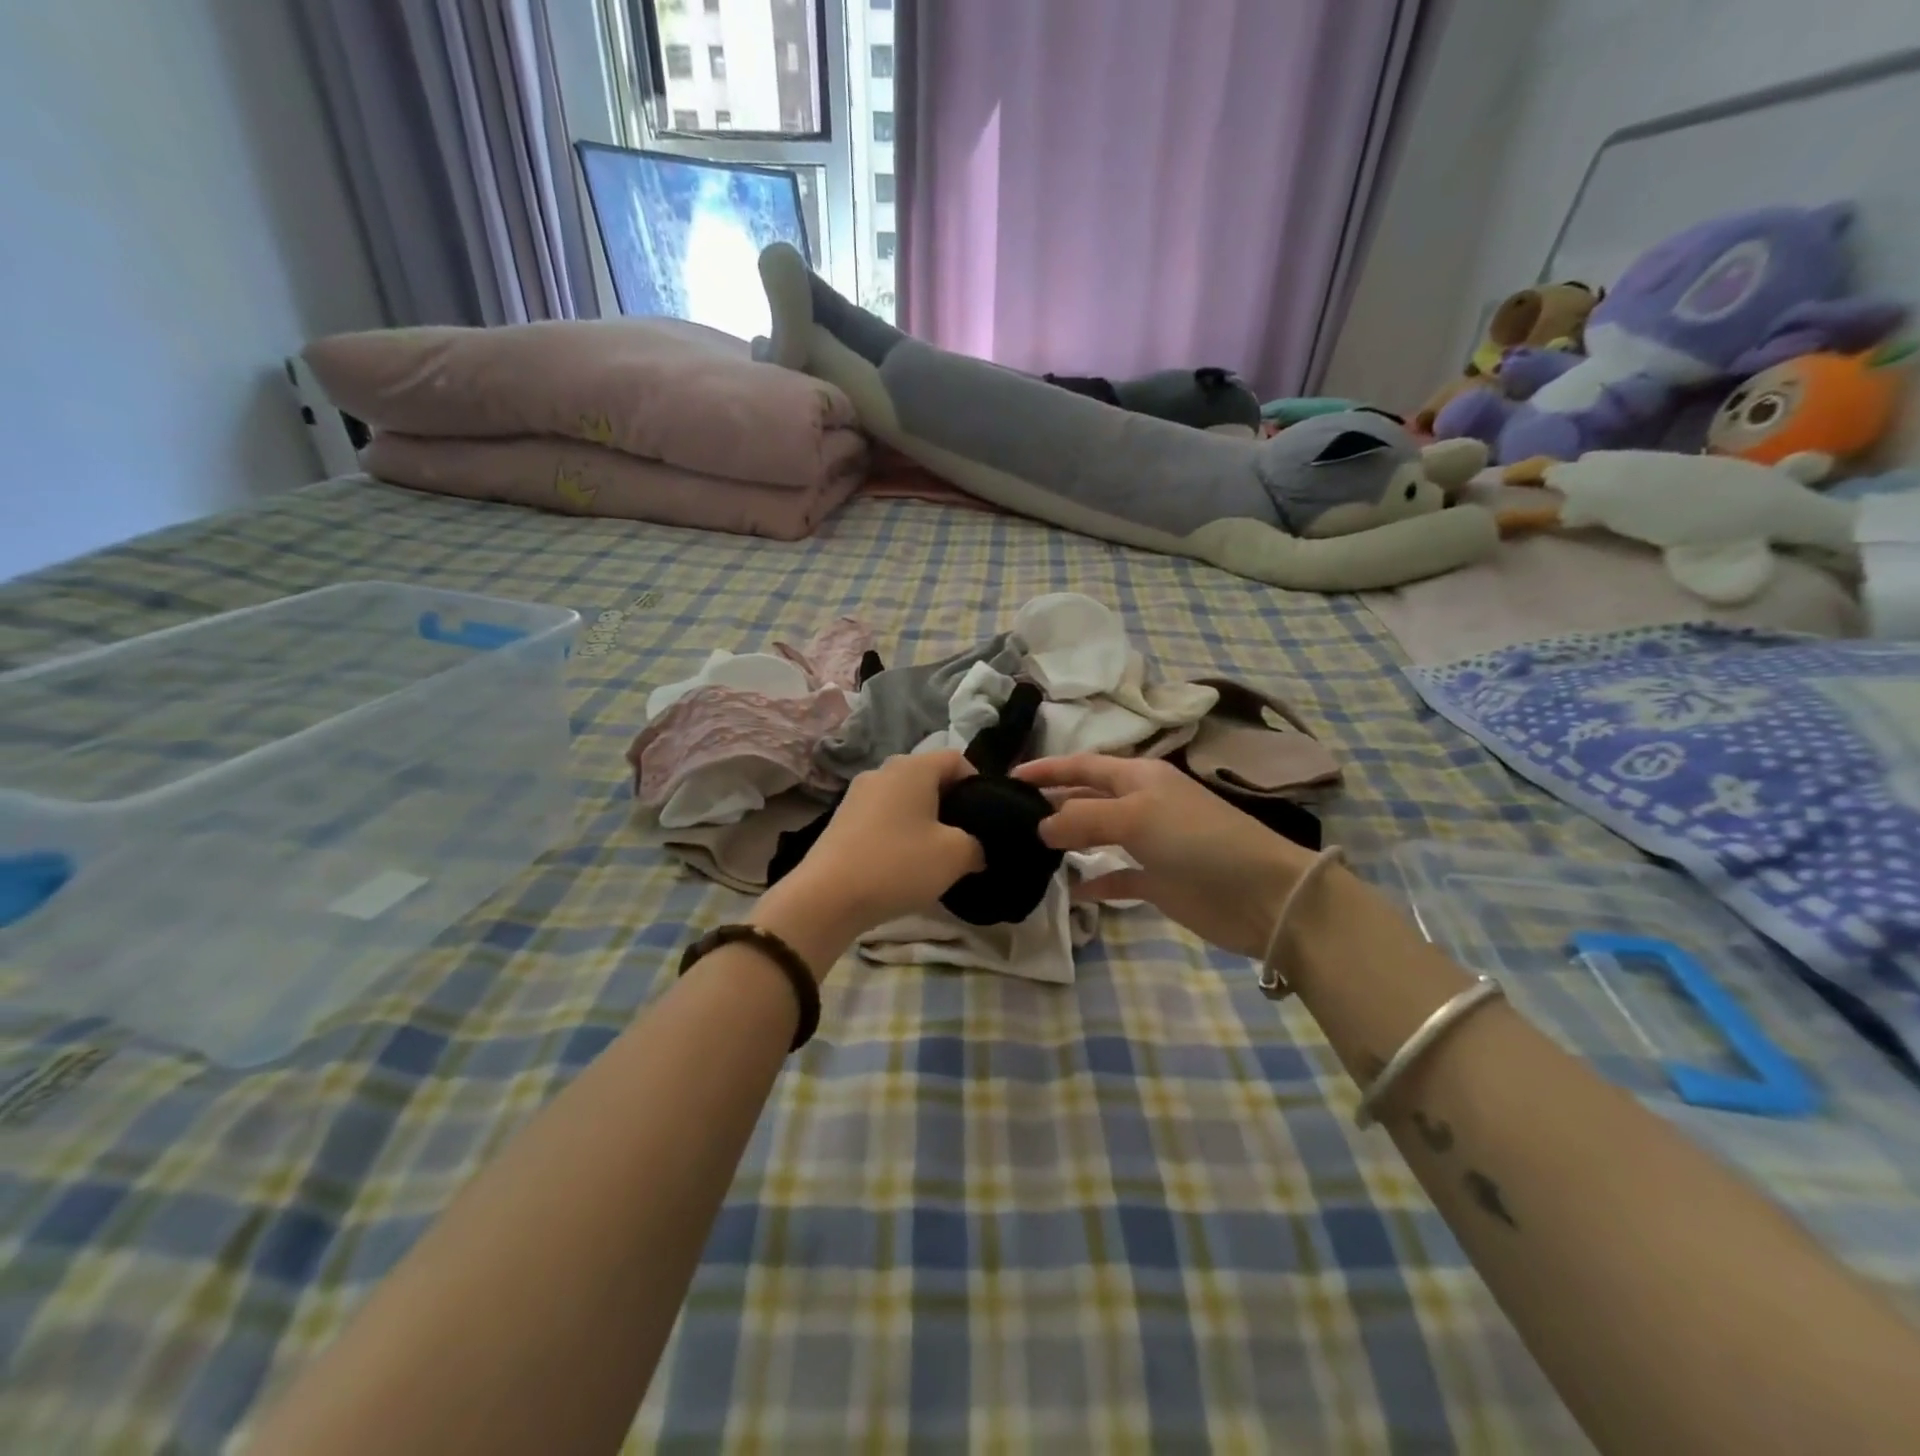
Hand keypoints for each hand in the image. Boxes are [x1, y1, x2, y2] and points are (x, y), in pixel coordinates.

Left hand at [752, 751, 984, 971]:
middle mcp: (883, 771)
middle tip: (963, 840)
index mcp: (913, 767)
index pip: (957, 760)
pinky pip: (882, 817)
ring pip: (904, 800)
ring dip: (923, 822)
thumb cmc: (898, 864)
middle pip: (929, 778)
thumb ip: (977, 845)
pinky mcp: (841, 820)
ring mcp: (857, 794)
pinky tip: (901, 865)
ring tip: (932, 857)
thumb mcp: (955, 856)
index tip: (985, 819)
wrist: (827, 897)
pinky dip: (898, 834)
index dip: (978, 785)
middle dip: (950, 806)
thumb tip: (975, 848)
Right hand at [1014, 754, 1314, 959]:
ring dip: (1068, 841)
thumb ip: (1082, 819)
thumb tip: (1040, 827)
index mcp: (1138, 776)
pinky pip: (1115, 876)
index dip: (1048, 769)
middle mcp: (1141, 803)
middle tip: (1011, 818)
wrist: (1260, 894)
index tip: (1009, 778)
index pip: (1083, 766)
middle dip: (1052, 804)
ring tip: (1030, 850)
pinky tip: (1069, 891)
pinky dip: (1093, 881)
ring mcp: (1149, 842)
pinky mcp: (1156, 880)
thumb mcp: (1135, 816)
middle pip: (1087, 798)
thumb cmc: (1196, 839)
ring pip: (1097, 836)